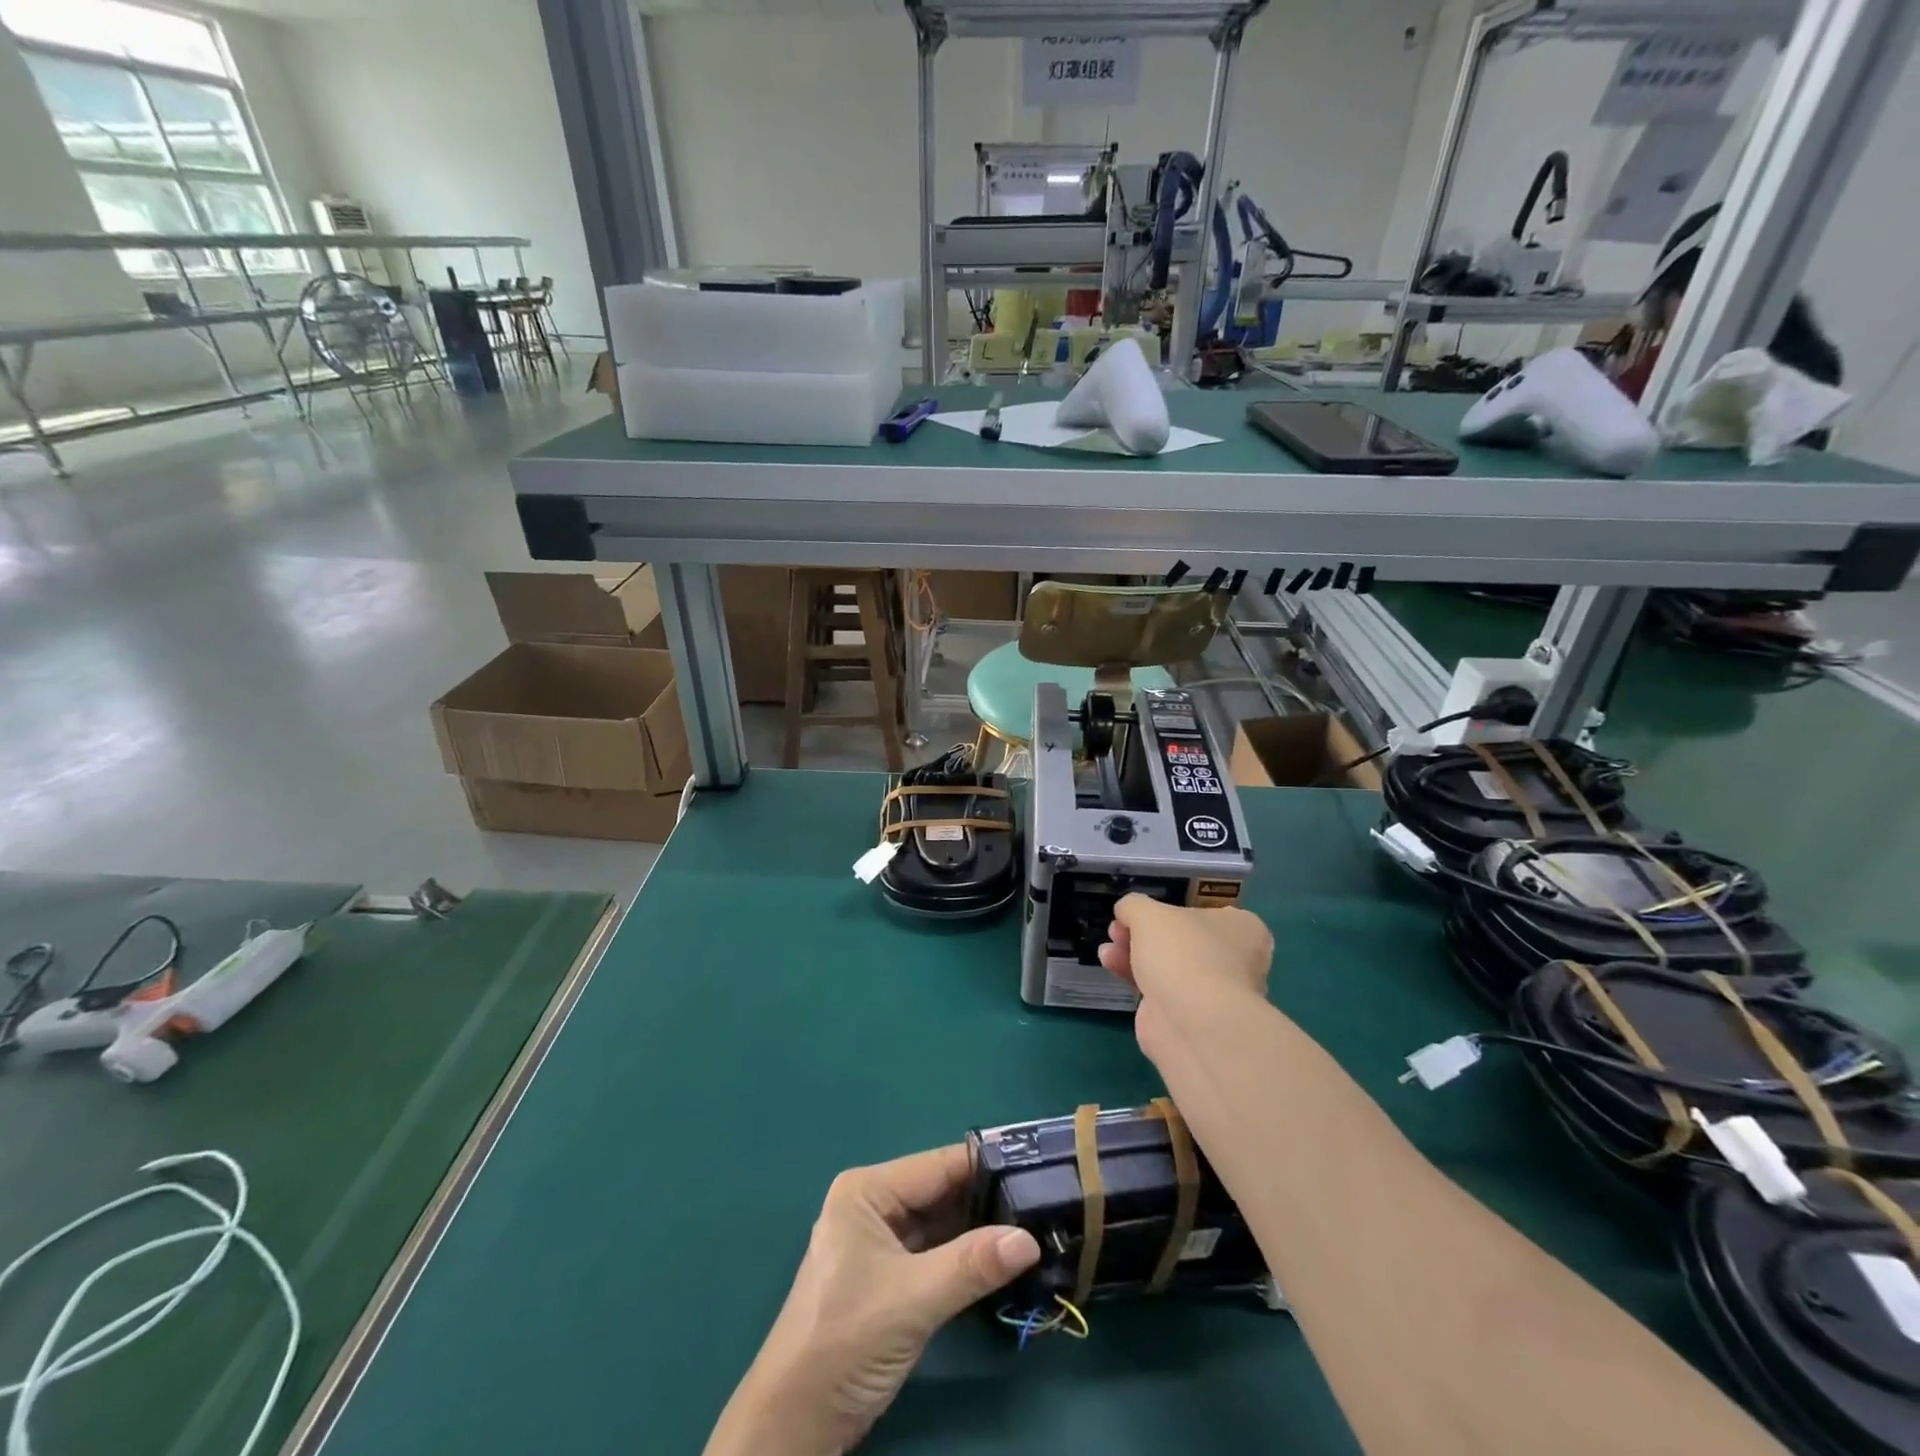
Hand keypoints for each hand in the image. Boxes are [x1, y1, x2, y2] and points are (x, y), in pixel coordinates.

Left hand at [705, 1145, 1040, 1455]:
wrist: (792, 1425)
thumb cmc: (844, 1342)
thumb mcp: (913, 1300)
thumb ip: (972, 1265)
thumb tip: (1030, 1239)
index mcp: (867, 1191)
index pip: (937, 1166)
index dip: (986, 1167)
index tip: (1037, 1168)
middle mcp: (873, 1205)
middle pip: (940, 1193)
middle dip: (987, 1202)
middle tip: (1044, 1203)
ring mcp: (879, 1243)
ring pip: (940, 1225)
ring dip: (980, 1232)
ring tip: (1035, 1227)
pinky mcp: (887, 1279)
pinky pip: (934, 1254)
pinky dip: (965, 1259)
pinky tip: (1003, 1261)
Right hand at [1098, 894, 1273, 1057]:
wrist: (1192, 1023)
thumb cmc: (1182, 953)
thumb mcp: (1148, 913)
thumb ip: (1134, 905)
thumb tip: (1127, 911)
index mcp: (1241, 929)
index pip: (1203, 913)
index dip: (1167, 910)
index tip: (1139, 913)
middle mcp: (1235, 960)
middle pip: (1179, 940)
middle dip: (1142, 934)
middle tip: (1118, 929)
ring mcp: (1213, 992)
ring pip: (1167, 965)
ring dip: (1133, 953)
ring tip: (1107, 949)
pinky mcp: (1189, 1017)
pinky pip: (1158, 989)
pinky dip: (1134, 976)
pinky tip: (1109, 964)